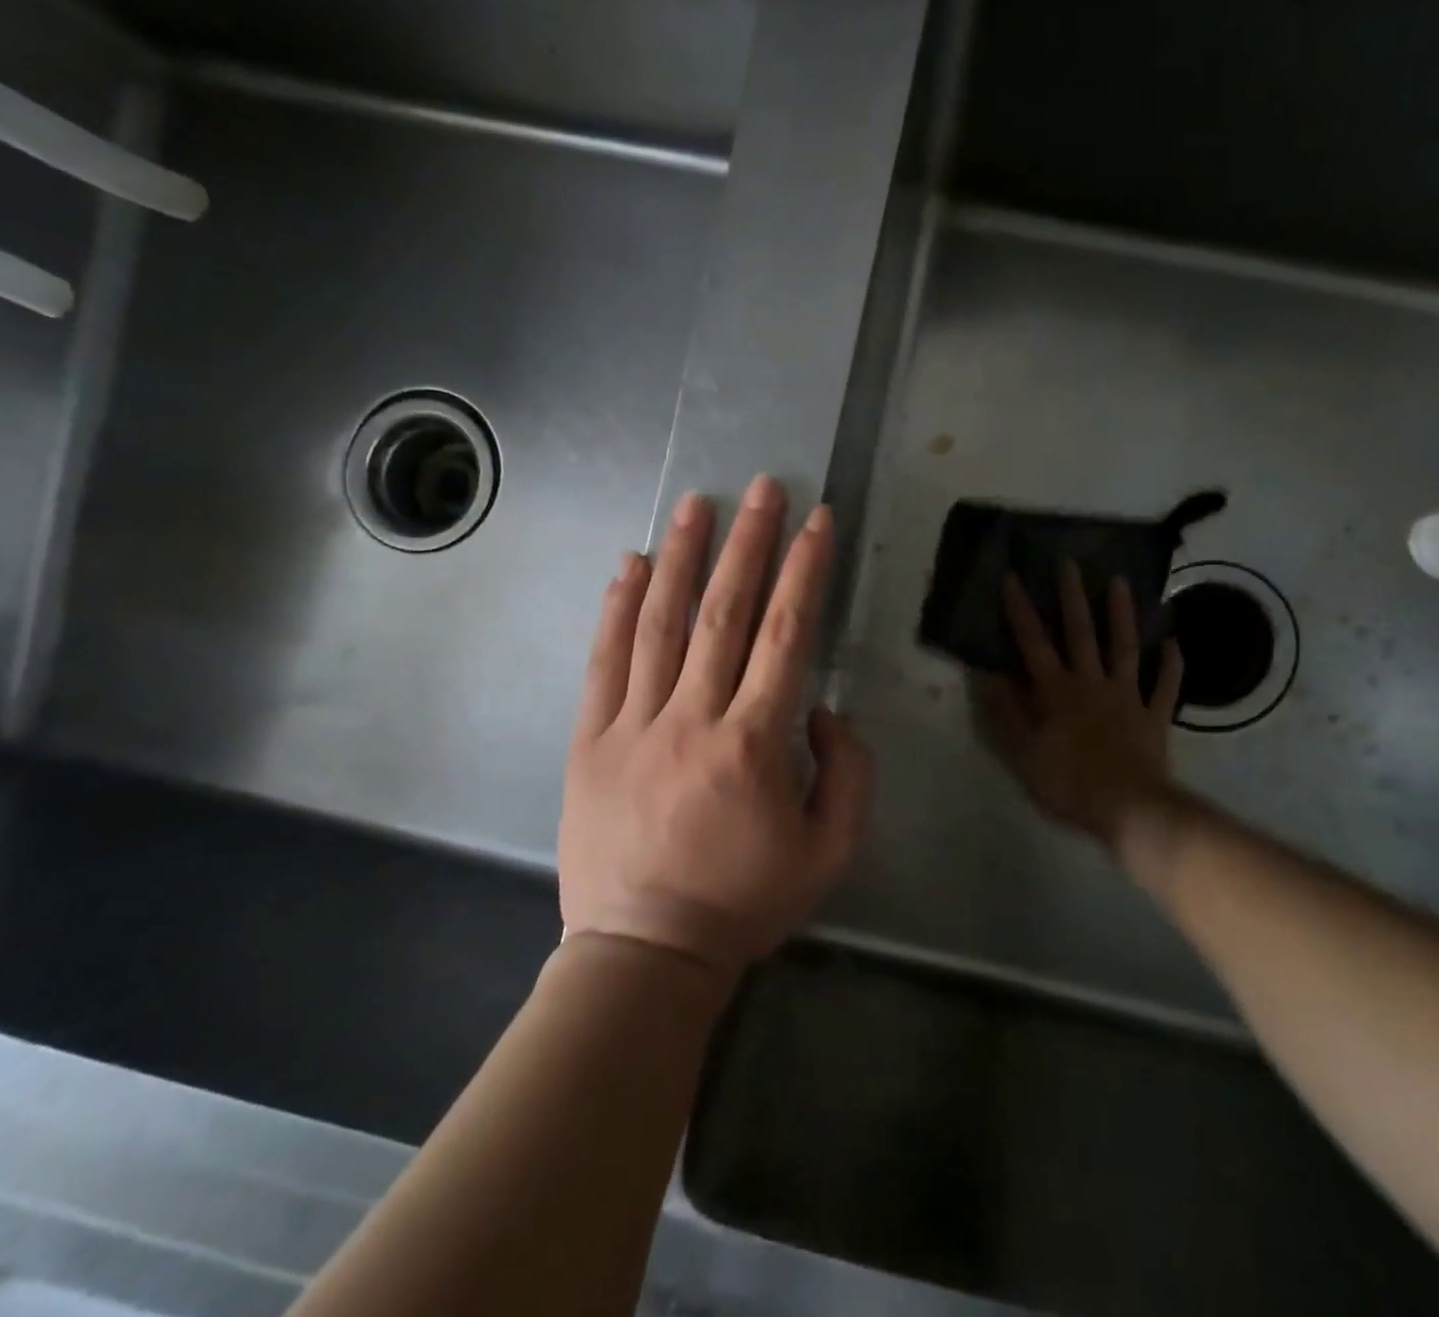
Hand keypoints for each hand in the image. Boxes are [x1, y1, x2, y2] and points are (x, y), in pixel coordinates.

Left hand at [558, 474, 874, 979]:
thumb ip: (848, 773)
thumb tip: (822, 708)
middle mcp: (692, 718)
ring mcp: (633, 725)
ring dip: (681, 556)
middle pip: (724, 613)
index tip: (816, 522)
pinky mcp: (590, 739)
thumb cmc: (745, 901)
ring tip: (697, 502)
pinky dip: (616, 608)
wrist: (646, 951)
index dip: (805, 572)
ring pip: (659, 623)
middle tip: (762, 488)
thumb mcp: (831, 852)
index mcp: (754, 744)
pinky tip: (630, 563)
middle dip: (749, 543)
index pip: (787, 636)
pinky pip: (604, 661)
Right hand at [974, 562, 1185, 856]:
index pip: (1032, 642)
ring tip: (1122, 582)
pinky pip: (1164, 685)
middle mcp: (1091, 683)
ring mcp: (1127, 696)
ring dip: (1123, 614)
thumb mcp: (1023, 752)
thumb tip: (986, 672)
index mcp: (1056, 691)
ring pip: (1125, 647)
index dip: (1020, 609)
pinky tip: (1173, 642)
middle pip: (1081, 632)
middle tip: (1070, 562)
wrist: (1129, 810)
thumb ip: (1005, 711)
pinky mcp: (1154, 716)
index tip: (1013, 576)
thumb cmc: (1068, 783)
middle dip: (1073, 595)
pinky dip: (1170, 663)